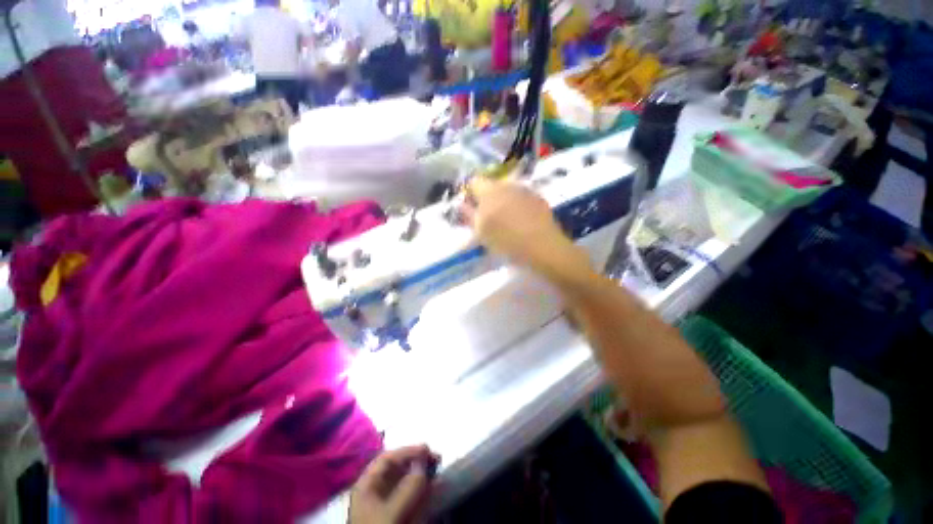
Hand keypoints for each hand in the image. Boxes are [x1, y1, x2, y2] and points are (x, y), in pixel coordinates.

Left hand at [349, 446, 438, 523]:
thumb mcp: (390, 515)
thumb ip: (407, 489)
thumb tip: (424, 464)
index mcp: (367, 486)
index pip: (387, 459)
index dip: (407, 451)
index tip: (427, 449)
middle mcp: (375, 491)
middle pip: (397, 468)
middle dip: (416, 461)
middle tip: (436, 458)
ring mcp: (385, 505)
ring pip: (404, 482)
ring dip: (421, 474)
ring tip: (437, 470)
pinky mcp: (396, 516)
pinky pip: (409, 498)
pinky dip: (421, 491)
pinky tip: (432, 488)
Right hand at [464, 177, 592, 287]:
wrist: (544, 248)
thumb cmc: (507, 241)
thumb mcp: (482, 232)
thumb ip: (469, 216)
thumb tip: (462, 205)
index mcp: (490, 191)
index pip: (474, 182)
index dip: (470, 195)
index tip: (472, 210)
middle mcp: (508, 184)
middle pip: (491, 185)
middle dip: (487, 198)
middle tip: (488, 218)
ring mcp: (525, 190)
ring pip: (507, 191)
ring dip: (502, 202)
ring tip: (506, 221)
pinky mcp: (538, 198)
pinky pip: (521, 197)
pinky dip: (517, 205)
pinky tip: (522, 222)